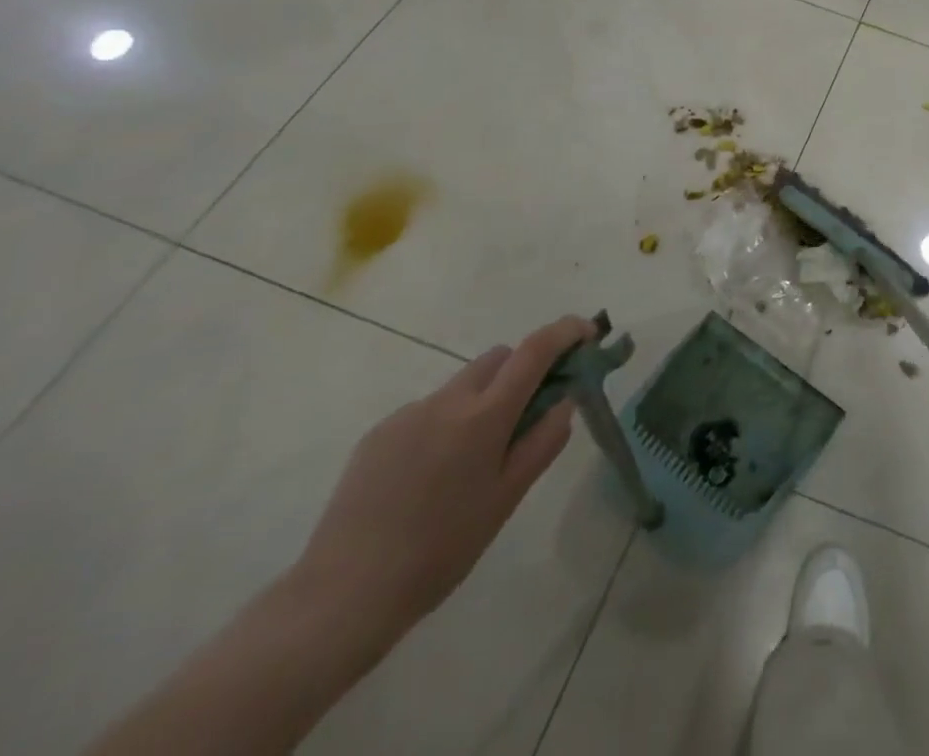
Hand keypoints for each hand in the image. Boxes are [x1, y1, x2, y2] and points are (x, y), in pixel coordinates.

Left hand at [290, 315, 595, 647]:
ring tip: (474, 460)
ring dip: (483, 399)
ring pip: (463, 385)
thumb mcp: (507, 499)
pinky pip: (428, 410)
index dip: (566, 332)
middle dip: (522, 370)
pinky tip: (431, 477)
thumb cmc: (440, 551)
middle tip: (531, 412)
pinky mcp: (377, 434)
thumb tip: (564, 402)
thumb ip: (543, 442)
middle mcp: (447, 401)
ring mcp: (407, 414)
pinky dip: (446, 424)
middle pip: (498, 358)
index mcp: (484, 416)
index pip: (535, 350)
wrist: (340, 597)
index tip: (587, 332)